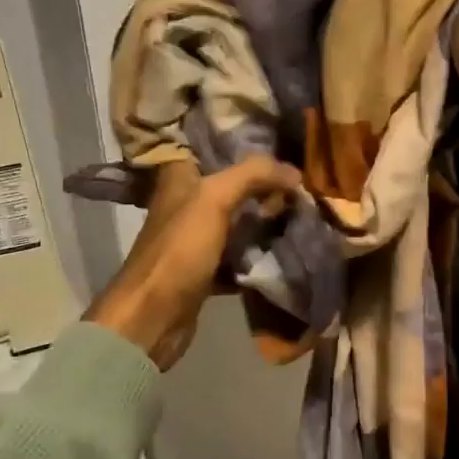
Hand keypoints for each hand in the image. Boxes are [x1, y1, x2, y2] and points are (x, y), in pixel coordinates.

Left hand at [84, 156, 302, 368]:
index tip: (283, 144)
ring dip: (267, 218)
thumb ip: (253, 175)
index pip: (213, 145)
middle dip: (266, 184)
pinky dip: (260, 252)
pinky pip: (240, 252)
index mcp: (179, 177)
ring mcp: (197, 237)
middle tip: (303, 182)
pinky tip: (289, 246)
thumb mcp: (214, 199)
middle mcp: (187, 202)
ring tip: (305, 210)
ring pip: (239, 219)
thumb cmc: (179, 250)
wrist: (154, 316)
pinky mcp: (207, 268)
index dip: (245, 142)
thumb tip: (294, 171)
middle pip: (233, 184)